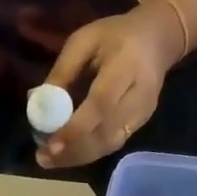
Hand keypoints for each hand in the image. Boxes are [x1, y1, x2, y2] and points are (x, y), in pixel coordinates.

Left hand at [36, 4, 182, 169]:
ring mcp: (143, 114)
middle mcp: (139, 96)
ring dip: (78, 156)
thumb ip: (63, 71)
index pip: (101, 104)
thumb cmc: (115, 35)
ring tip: (49, 160)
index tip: (51, 144)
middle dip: (72, 149)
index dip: (76, 128)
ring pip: (109, 144)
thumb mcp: (84, 40)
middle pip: (106, 133)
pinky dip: (88, 153)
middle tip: (42, 158)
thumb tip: (39, 104)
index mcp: (126, 66)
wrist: (157, 40)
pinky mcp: (140, 124)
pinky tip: (67, 154)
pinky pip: (112, 144)